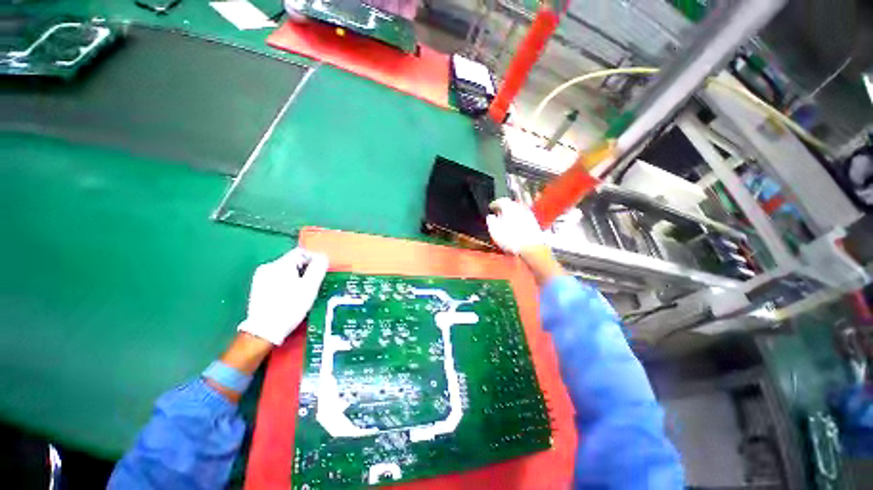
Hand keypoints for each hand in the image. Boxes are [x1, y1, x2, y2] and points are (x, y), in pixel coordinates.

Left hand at [237, 247, 328, 344]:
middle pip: (291, 262)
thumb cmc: (289, 309)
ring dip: (291, 279)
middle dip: (301, 272)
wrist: (264, 330)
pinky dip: (281, 286)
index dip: (312, 261)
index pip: (301, 252)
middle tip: (308, 289)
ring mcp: (260, 276)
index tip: (318, 275)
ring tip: (296, 296)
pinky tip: (284, 300)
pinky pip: (273, 280)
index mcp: (282, 264)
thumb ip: (317, 270)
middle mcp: (269, 265)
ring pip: (281, 272)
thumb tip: (322, 257)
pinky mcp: (256, 287)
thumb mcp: (308, 290)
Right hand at [486, 198, 545, 253]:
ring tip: (507, 223)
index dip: (494, 204)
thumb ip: (491, 221)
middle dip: (504, 209)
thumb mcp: (494, 230)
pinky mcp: (534, 223)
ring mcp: (529, 215)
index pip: (500, 200)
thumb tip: (490, 217)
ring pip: (518, 212)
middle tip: (498, 214)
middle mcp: (520, 208)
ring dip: (512, 215)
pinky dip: (519, 221)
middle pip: (511, 205)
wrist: (531, 247)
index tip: (491, 208)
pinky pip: (524, 219)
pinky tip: (516, 229)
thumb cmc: (512, 239)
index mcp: (509, 206)